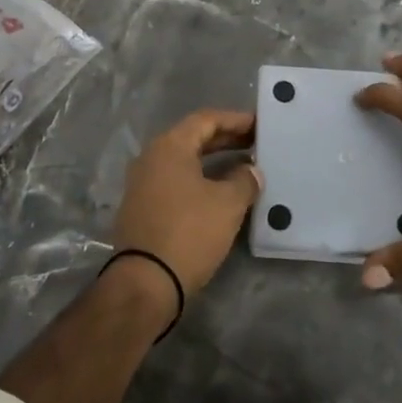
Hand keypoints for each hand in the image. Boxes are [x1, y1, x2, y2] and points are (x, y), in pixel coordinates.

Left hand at [112, 109, 261, 302]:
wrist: (145, 282)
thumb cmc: (189, 233)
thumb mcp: (228, 204)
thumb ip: (244, 180)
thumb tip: (251, 171)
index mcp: (169, 146)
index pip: (206, 120)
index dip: (235, 120)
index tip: (259, 125)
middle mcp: (151, 158)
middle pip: (193, 138)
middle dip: (226, 139)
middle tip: (256, 144)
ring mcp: (143, 183)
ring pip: (184, 161)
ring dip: (214, 161)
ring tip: (244, 167)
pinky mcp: (142, 208)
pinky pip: (176, 181)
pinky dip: (200, 179)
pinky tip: (220, 192)